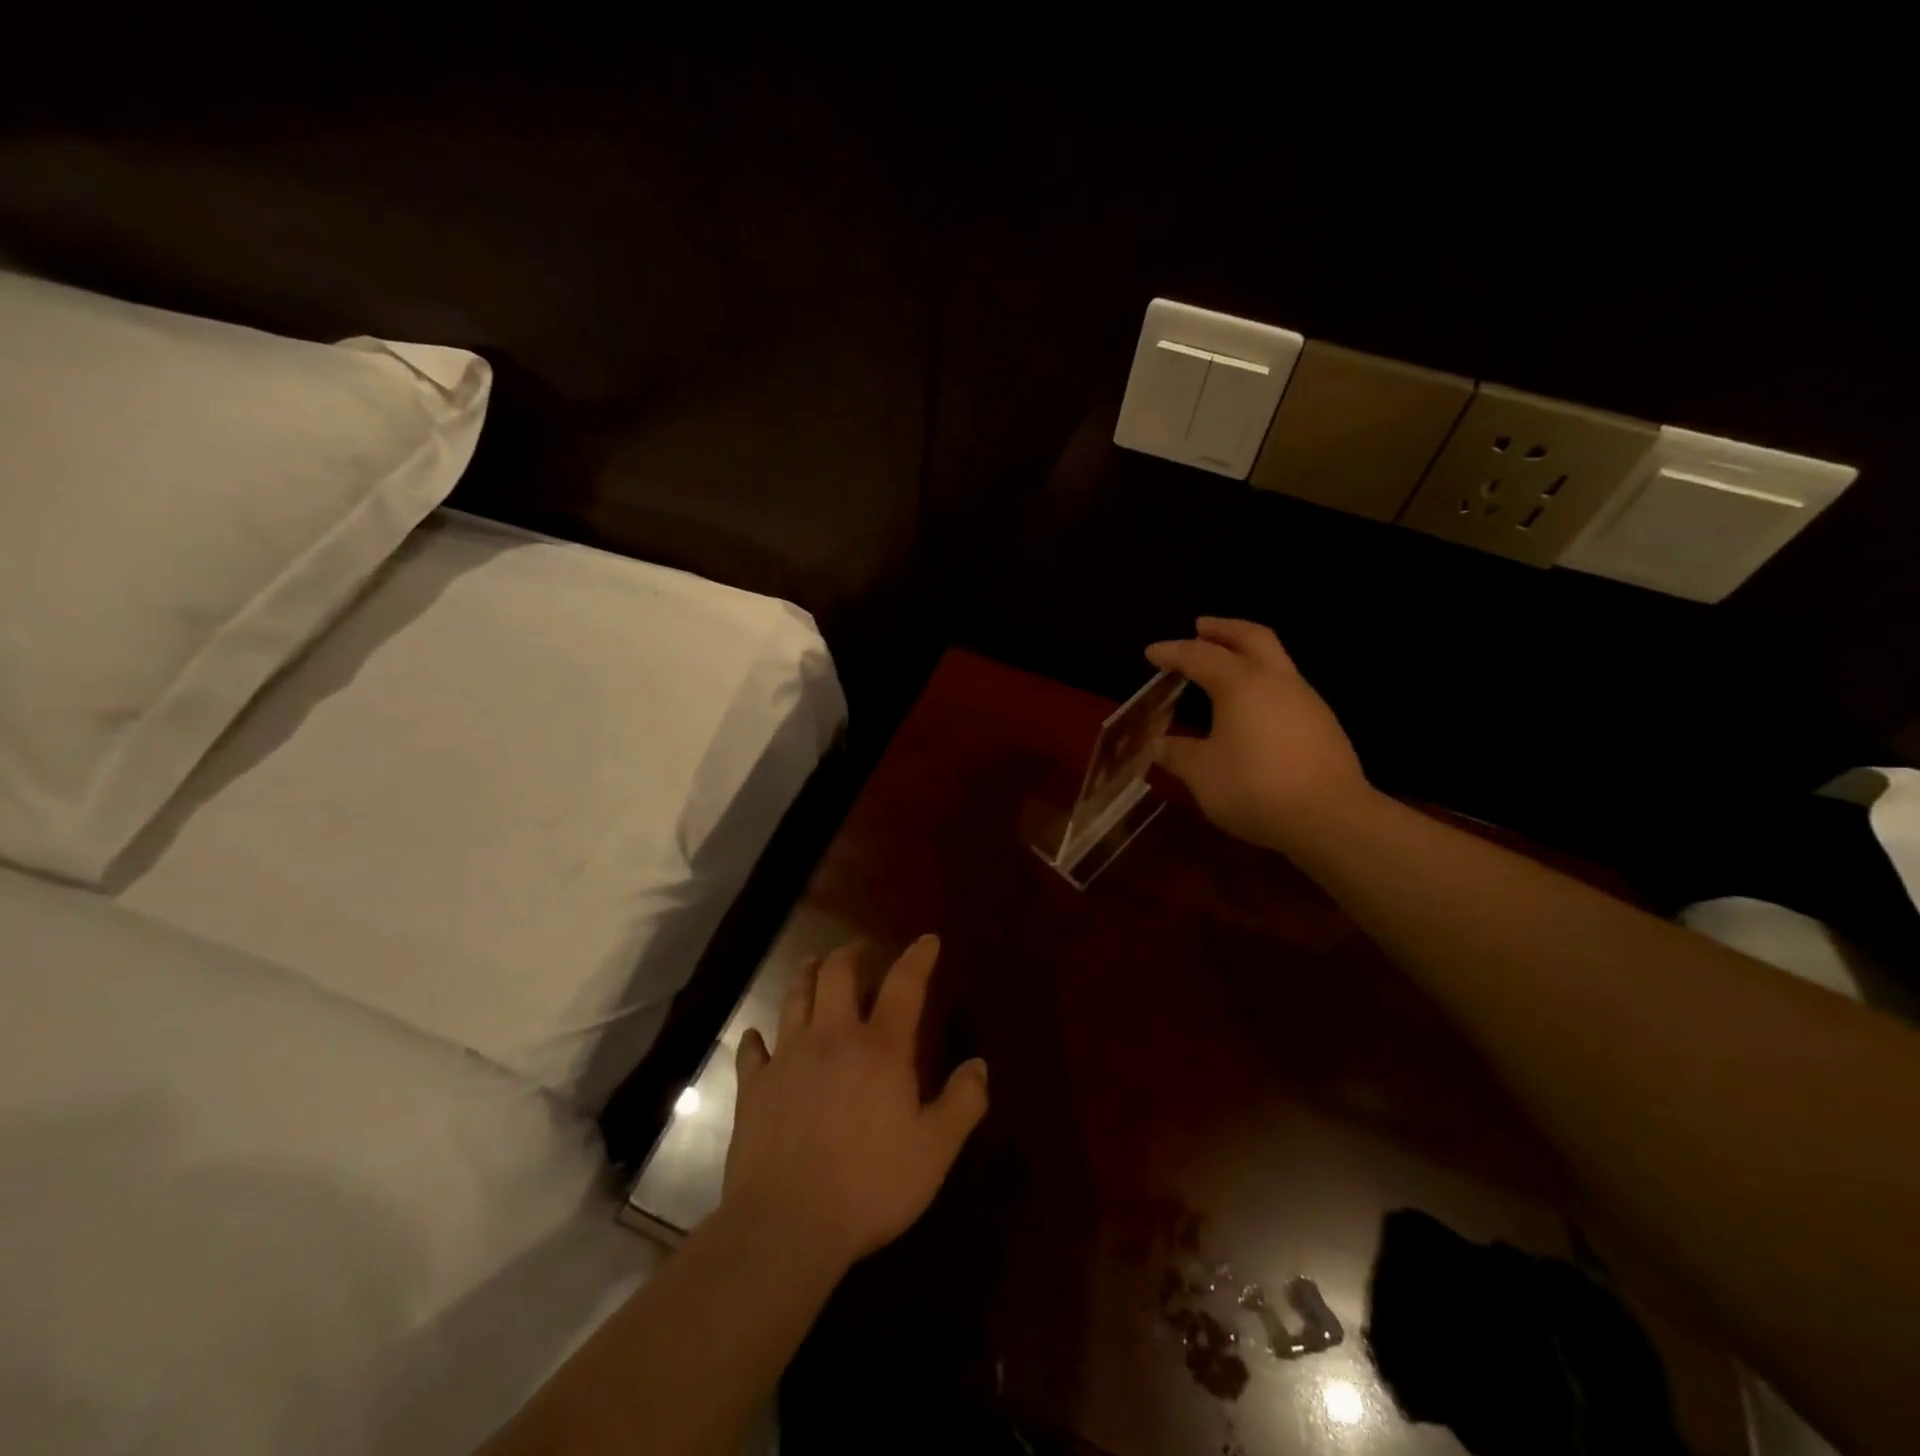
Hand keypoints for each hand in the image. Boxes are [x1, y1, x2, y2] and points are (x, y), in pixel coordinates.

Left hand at [724, 936, 988, 1271]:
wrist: (786, 1225)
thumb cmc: (870, 1185)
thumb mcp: (935, 1150)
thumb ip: (962, 1103)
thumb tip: (979, 1064)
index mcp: (880, 1048)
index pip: (904, 985)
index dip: (918, 958)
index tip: (927, 940)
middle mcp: (832, 1038)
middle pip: (837, 974)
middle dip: (851, 954)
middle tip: (861, 951)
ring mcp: (788, 1059)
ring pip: (794, 998)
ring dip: (806, 975)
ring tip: (814, 965)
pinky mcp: (754, 1088)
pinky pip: (752, 1051)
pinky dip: (755, 1038)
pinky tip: (756, 1036)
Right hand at [1146, 617, 1370, 851]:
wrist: (1330, 818)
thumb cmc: (1255, 788)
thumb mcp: (1202, 774)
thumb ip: (1178, 754)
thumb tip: (1160, 745)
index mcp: (1240, 684)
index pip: (1199, 656)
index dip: (1172, 652)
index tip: (1151, 652)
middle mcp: (1276, 680)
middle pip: (1251, 637)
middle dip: (1223, 629)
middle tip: (1200, 626)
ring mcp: (1306, 699)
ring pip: (1275, 659)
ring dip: (1247, 653)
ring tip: (1225, 665)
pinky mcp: (1323, 723)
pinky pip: (1286, 686)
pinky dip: (1263, 681)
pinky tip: (1253, 707)